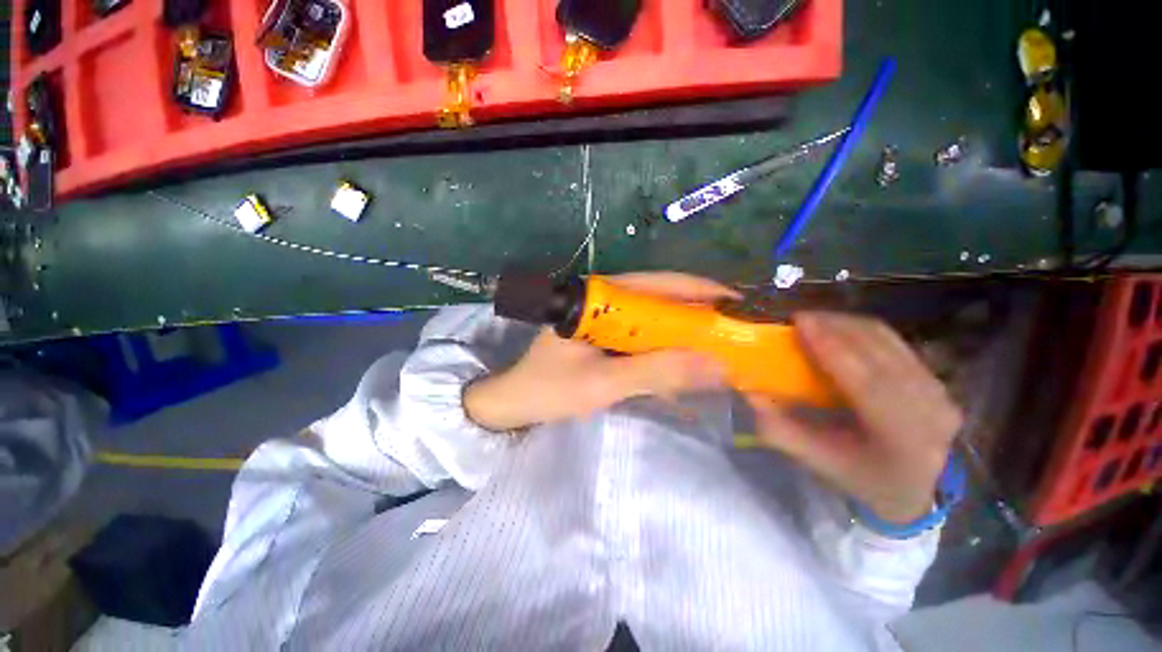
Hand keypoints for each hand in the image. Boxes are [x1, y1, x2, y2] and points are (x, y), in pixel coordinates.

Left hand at [464, 272, 736, 431]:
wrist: (513, 403)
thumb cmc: (549, 390)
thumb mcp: (603, 383)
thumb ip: (657, 372)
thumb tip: (717, 364)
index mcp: (600, 298)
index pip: (660, 284)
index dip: (702, 292)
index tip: (740, 306)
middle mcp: (606, 299)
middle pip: (662, 298)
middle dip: (700, 313)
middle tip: (740, 330)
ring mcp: (606, 318)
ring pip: (655, 318)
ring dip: (686, 331)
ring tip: (724, 345)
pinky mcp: (606, 336)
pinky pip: (644, 335)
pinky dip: (668, 346)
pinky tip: (688, 359)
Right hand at [746, 312, 962, 523]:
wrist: (917, 489)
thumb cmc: (863, 478)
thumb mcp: (818, 460)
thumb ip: (780, 429)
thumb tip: (750, 394)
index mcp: (901, 435)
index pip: (864, 379)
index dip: (830, 345)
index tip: (799, 320)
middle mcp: (929, 407)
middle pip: (878, 350)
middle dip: (835, 326)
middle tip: (800, 318)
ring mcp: (939, 389)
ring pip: (888, 341)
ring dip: (848, 324)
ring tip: (816, 320)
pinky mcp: (937, 378)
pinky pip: (895, 342)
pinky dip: (862, 331)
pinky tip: (840, 331)